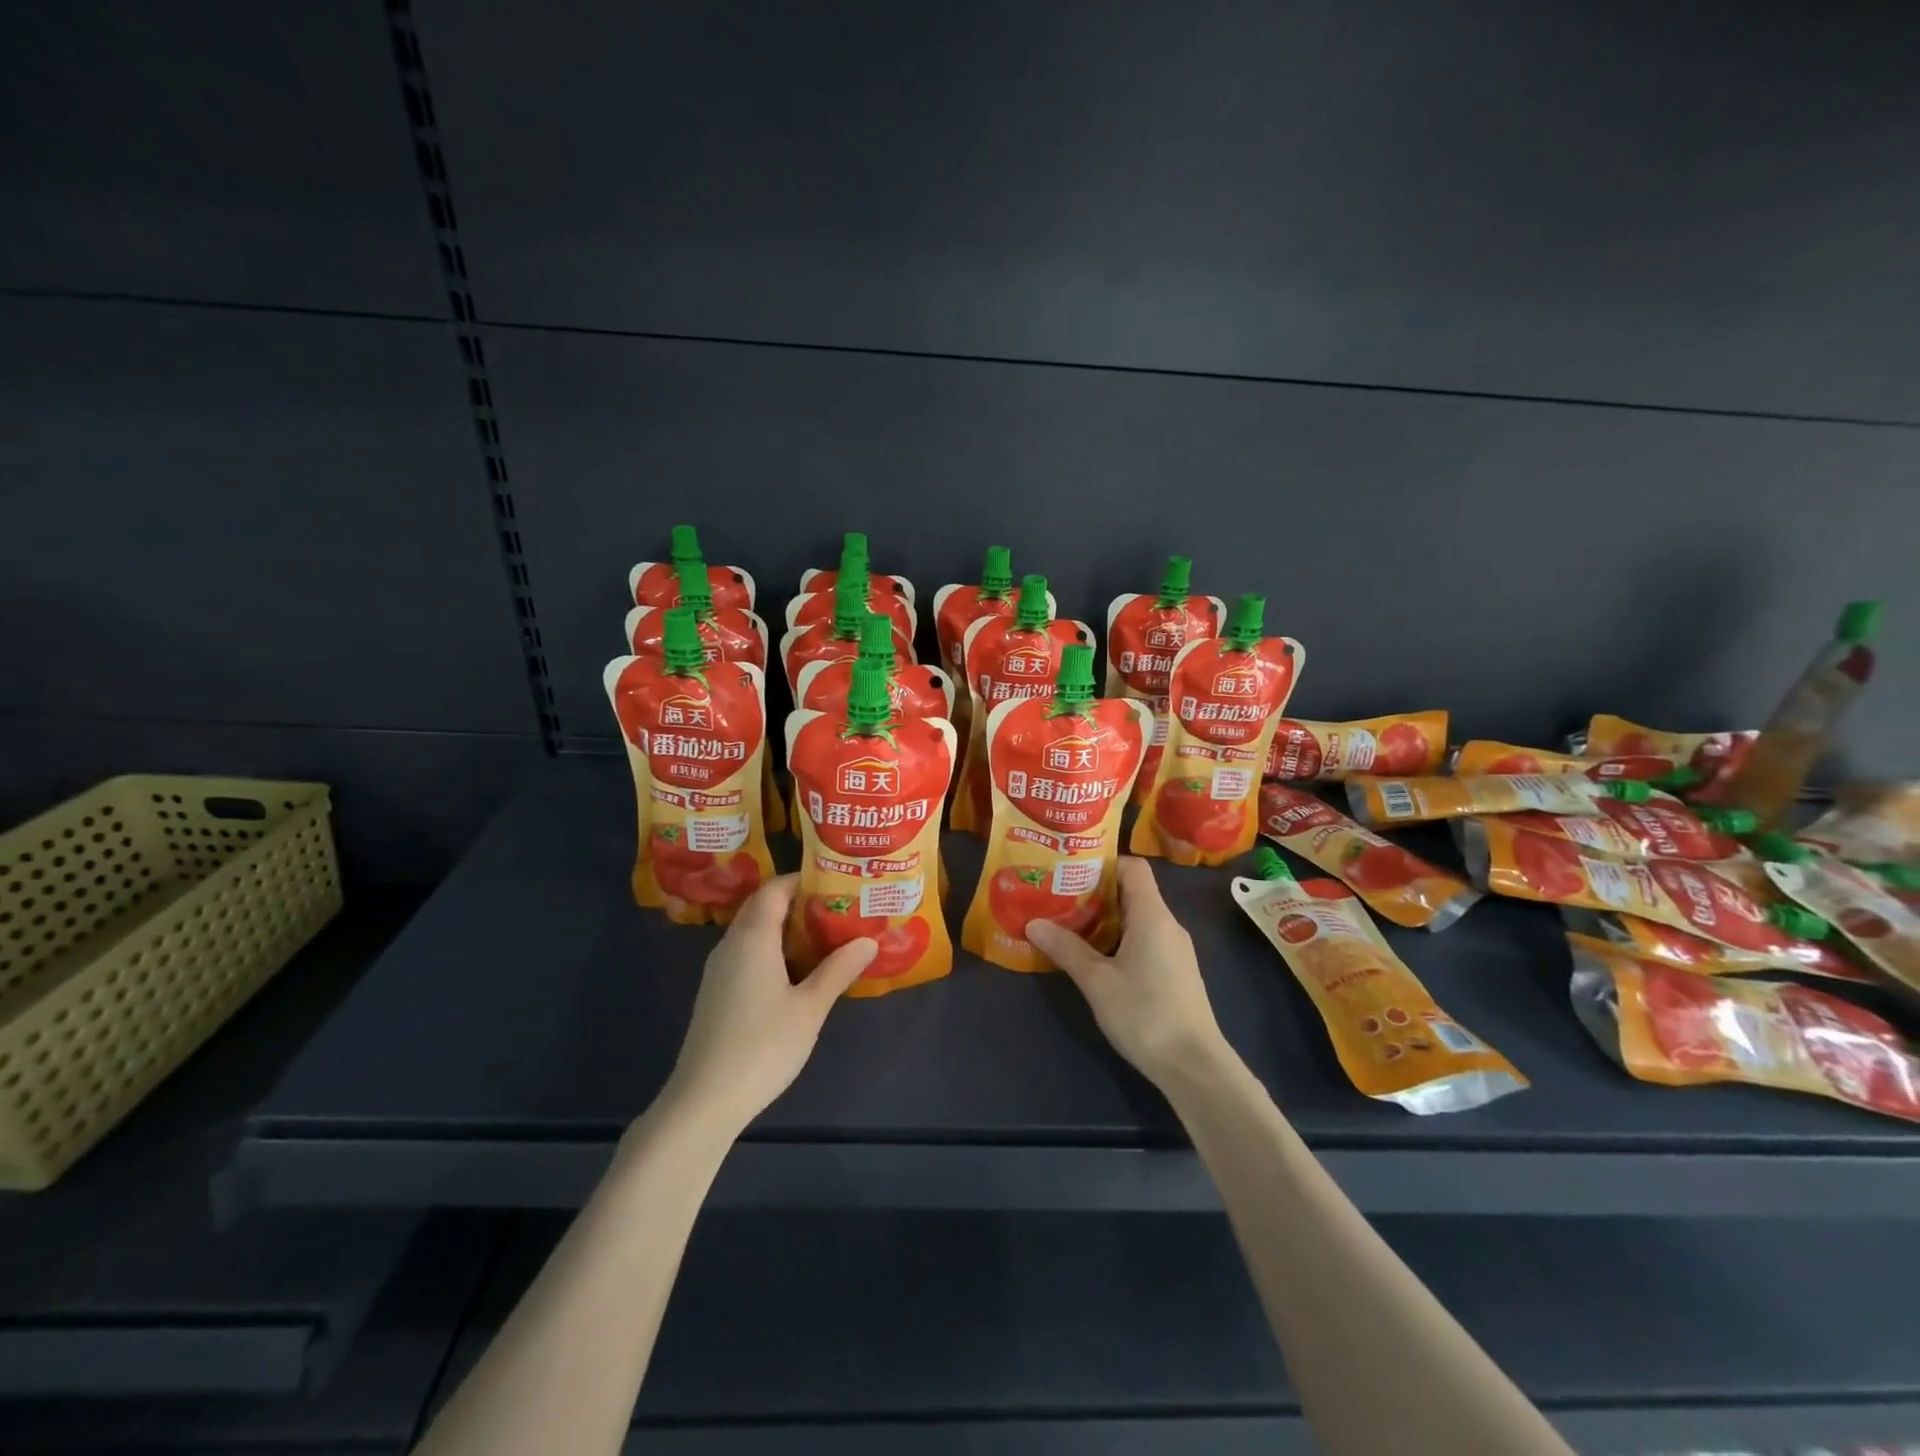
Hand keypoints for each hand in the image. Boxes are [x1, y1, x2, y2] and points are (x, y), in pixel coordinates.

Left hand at [657, 874, 875, 1135]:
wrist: (704, 1100)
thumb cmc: (762, 1046)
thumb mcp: (810, 1008)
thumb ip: (838, 970)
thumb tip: (868, 941)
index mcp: (752, 938)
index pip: (774, 889)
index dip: (803, 880)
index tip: (835, 883)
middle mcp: (731, 944)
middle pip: (762, 907)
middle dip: (799, 903)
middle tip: (838, 909)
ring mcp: (719, 970)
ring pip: (754, 932)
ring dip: (785, 929)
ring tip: (825, 937)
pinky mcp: (716, 993)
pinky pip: (747, 954)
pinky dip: (772, 950)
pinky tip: (797, 973)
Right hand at [1026, 857, 1230, 1087]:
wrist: (1194, 1066)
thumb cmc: (1145, 1013)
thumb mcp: (1096, 981)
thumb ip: (1065, 948)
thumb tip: (1033, 923)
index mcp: (1152, 915)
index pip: (1133, 867)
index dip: (1103, 864)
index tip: (1070, 873)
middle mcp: (1168, 924)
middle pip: (1132, 891)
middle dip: (1095, 892)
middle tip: (1059, 899)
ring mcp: (1175, 949)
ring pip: (1137, 918)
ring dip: (1105, 919)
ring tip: (1069, 926)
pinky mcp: (1176, 971)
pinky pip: (1145, 939)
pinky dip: (1119, 939)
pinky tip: (1096, 958)